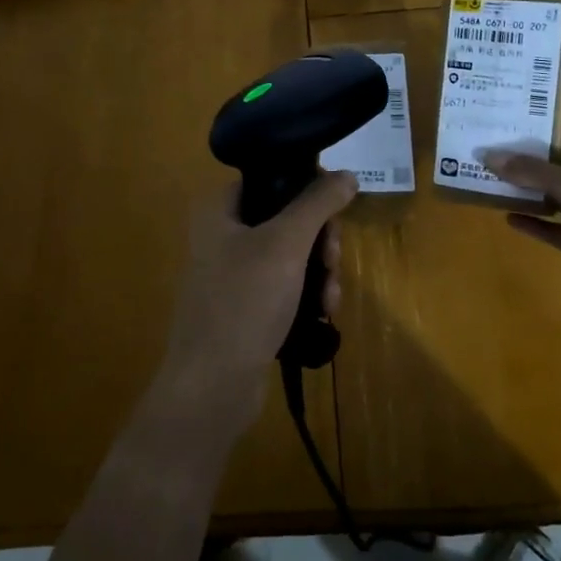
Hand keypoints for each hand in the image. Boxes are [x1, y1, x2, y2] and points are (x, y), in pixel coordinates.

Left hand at [155, 171, 359, 440]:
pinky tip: (322, 315)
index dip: (307, 190)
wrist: (212, 386)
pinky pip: (285, 289)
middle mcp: (221, 237)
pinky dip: (306, 296)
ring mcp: (232, 276)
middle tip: (331, 261)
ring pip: (291, 257)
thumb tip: (347, 174)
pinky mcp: (245, 310)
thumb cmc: (244, 302)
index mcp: (218, 211)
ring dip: (319, 273)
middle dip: (319, 242)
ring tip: (329, 298)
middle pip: (287, 220)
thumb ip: (318, 203)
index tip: (333, 213)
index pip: (271, 179)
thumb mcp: (286, 243)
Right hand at [486, 126, 560, 329]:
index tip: (535, 125)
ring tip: (500, 181)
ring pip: (560, 199)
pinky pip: (555, 231)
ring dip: (533, 192)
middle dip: (542, 159)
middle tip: (506, 149)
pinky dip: (534, 224)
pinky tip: (509, 219)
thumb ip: (535, 171)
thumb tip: (491, 156)